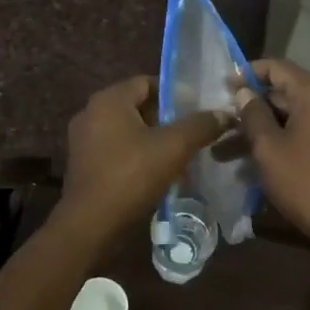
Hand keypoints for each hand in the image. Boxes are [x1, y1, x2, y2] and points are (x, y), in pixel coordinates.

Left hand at [58, 76, 229, 244]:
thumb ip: (200, 126)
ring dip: (154, 140)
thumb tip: (225, 114)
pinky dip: (138, 156)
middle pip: (138, 106)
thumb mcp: (173, 148)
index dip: (175, 93)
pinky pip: (117, 150)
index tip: (198, 108)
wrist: (90, 227)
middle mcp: (92, 113)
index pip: (147, 82)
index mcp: (109, 99)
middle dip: (167, 119)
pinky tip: (160, 174)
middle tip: (194, 132)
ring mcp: (84, 140)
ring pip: (129, 131)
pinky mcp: (84, 165)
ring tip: (182, 155)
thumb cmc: (131, 176)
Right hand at [235, 59, 309, 247]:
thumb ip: (252, 114)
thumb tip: (243, 93)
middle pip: (282, 93)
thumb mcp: (268, 146)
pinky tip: (248, 164)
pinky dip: (277, 142)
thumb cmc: (303, 180)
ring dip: (258, 131)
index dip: (248, 73)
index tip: (224, 86)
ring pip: (288, 119)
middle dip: (249, 109)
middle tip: (220, 121)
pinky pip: (301, 134)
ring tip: (223, 152)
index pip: (277, 68)